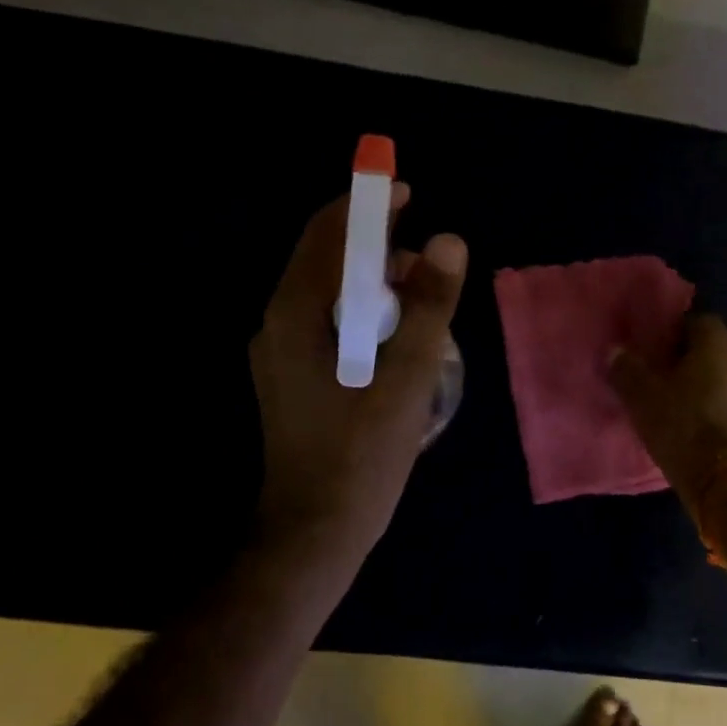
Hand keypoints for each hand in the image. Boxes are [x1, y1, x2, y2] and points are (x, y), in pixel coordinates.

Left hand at [249, 186, 467, 565]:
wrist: (314, 533)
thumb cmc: (361, 456)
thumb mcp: (406, 378)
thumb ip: (428, 307)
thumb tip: (449, 241)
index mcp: (295, 314)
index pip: (328, 233)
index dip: (368, 205)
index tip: (408, 191)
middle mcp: (278, 324)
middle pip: (327, 261)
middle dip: (377, 250)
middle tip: (428, 268)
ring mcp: (281, 354)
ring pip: (330, 296)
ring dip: (374, 287)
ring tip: (422, 309)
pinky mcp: (293, 379)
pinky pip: (330, 325)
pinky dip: (365, 317)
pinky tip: (398, 344)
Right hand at [608, 315, 726, 506]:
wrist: (725, 481)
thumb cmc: (681, 426)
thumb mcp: (641, 397)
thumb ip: (626, 368)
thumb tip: (615, 350)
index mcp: (718, 343)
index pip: (697, 321)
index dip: (674, 334)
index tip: (656, 352)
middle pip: (718, 349)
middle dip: (695, 360)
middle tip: (667, 379)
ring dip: (715, 386)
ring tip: (689, 405)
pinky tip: (714, 428)